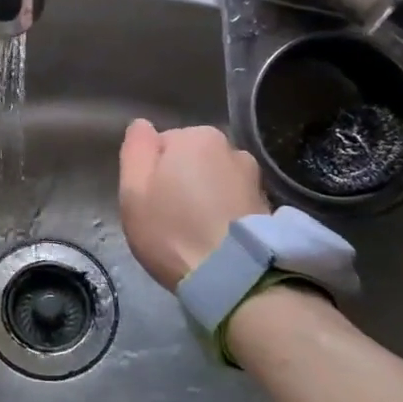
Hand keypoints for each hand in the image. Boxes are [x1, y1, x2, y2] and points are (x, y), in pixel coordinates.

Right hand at [118, 120, 268, 289]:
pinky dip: (224, 213)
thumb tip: (142, 125)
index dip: (150, 173)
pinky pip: (233, 201)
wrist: (234, 277)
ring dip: (204, 196)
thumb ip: (136, 149)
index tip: (149, 202)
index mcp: (195, 136)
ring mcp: (254, 176)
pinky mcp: (268, 206)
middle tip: (169, 218)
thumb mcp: (134, 190)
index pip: (160, 145)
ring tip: (196, 231)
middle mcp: (230, 147)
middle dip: (179, 181)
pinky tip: (217, 239)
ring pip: (214, 179)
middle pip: (190, 159)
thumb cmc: (173, 230)